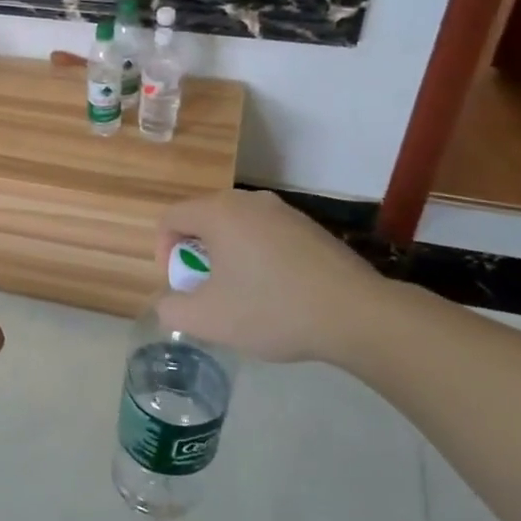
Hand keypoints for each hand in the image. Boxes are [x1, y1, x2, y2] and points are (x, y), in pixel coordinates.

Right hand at [156, 190, 395, 365]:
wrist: (357, 315)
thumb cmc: (272, 310)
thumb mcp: (207, 319)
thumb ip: (172, 309)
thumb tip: (170, 302)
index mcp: (218, 212)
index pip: (170, 219)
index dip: (163, 253)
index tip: (180, 287)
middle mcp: (249, 200)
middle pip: (203, 221)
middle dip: (196, 256)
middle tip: (207, 292)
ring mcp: (284, 211)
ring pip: (236, 229)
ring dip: (227, 258)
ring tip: (242, 295)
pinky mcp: (309, 227)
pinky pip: (266, 236)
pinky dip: (257, 258)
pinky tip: (277, 292)